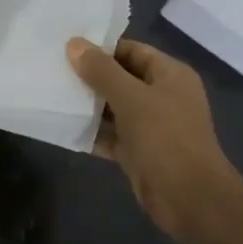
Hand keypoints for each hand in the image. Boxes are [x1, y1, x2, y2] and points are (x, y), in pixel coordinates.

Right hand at [66, 36, 242, 243]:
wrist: (190, 199)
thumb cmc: (165, 138)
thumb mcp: (131, 99)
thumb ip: (102, 71)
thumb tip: (74, 43)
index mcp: (170, 75)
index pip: (132, 50)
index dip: (102, 47)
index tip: (67, 46)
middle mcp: (162, 96)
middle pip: (121, 78)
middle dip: (90, 76)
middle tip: (53, 69)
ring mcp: (151, 126)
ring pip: (114, 108)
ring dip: (88, 105)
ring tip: (52, 93)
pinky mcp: (139, 152)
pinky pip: (111, 134)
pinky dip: (92, 131)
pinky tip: (63, 126)